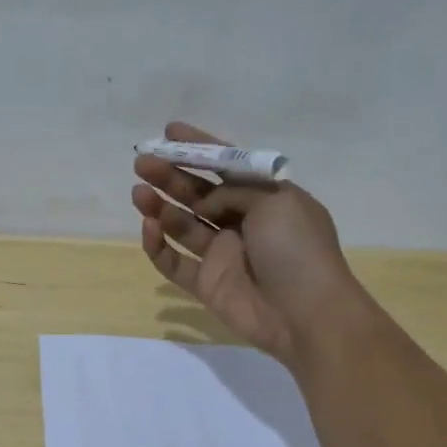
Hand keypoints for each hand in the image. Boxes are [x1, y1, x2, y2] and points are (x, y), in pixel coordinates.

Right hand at [132, 121, 371, 366]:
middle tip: (142, 163)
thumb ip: (234, 191)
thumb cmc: (297, 249)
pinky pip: (174, 263)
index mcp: (265, 199)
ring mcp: (223, 254)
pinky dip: (158, 246)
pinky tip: (148, 228)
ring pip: (182, 225)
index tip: (168, 133)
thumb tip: (206, 204)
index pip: (227, 166)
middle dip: (170, 176)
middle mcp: (242, 222)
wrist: (307, 313)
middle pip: (198, 193)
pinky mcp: (206, 284)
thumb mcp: (275, 201)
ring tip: (139, 192)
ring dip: (160, 206)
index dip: (199, 148)